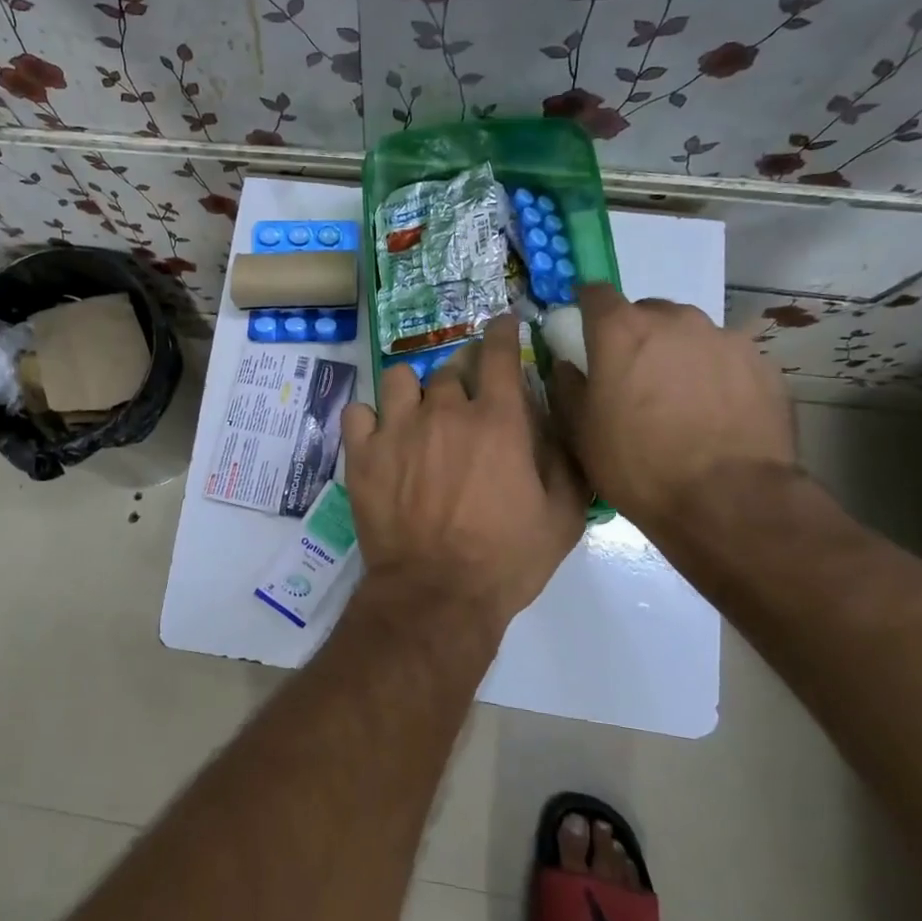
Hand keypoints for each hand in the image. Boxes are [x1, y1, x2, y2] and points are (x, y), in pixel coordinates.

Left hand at [341, 314, 587, 635]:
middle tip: (465, 397)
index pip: (498, 352)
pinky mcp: (362, 453)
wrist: (437, 596)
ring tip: (417, 412)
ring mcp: (397, 429)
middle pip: (449, 367)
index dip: (502, 331)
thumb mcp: (563, 515)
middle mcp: (444, 411)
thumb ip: (564, 457)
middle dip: (462, 373)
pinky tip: (379, 435)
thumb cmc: (507, 560)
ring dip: (412, 390)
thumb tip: (554, 416)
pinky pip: (358, 412)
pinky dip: (369, 418)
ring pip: (399, 379)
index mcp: (497, 420)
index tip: (502, 324)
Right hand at [551, 287, 795, 535]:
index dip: (588, 310)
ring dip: (677, 354)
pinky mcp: (763, 364)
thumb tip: (566, 364)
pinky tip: (714, 414)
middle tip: (633, 377)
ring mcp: (724, 339)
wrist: (729, 501)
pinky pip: (726, 359)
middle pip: (647, 311)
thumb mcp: (581, 432)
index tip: (585, 333)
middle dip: (636, 335)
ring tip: (679, 399)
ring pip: (690, 334)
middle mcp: (675, 320)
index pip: (596, 293)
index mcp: (622, 330)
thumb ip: (567, 387)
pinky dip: (715, 375)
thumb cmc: (639, 465)